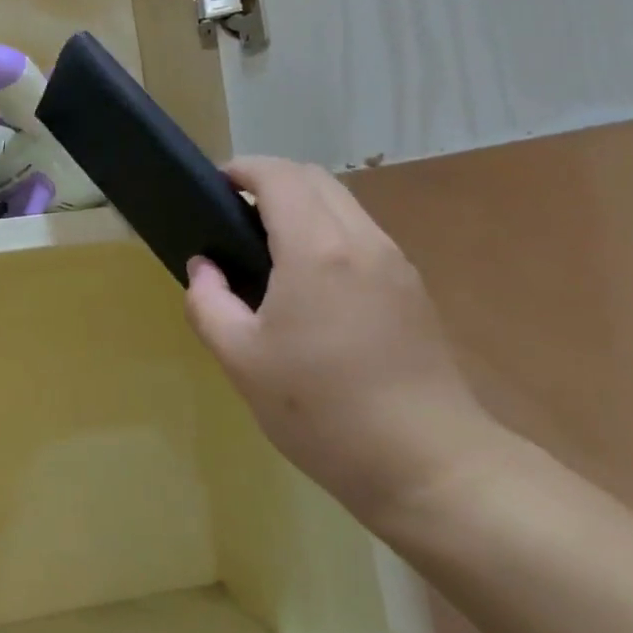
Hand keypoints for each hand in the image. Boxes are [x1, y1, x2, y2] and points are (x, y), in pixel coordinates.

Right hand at [184, 157, 502, 526]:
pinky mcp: (412, 288)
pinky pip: (361, 234)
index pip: (278, 176)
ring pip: (343, 203)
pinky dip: (327, 229)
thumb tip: (204, 267)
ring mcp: (394, 262)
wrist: (428, 464)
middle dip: (270, 179)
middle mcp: (361, 240)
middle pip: (315, 178)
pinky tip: (308, 278)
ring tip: (266, 244)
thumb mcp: (241, 360)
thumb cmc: (322, 411)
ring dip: (302, 204)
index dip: (242, 169)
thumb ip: (208, 303)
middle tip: (233, 213)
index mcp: (316, 249)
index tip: (213, 185)